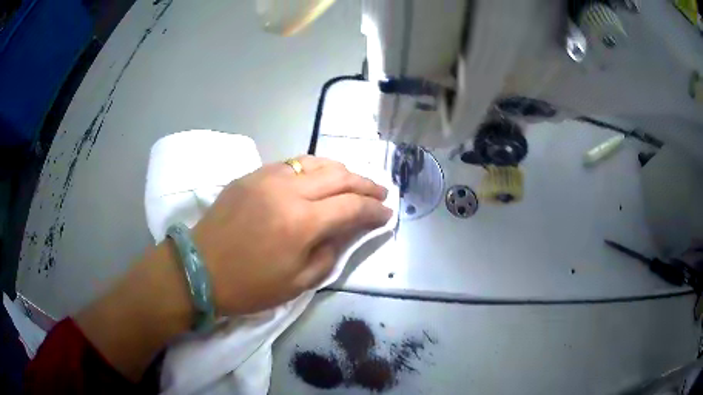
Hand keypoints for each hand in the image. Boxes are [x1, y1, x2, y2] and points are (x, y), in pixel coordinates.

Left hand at [192, 156, 391, 315]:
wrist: (199, 268)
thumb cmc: (248, 286)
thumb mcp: (298, 282)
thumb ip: (329, 253)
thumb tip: (345, 231)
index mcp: (301, 222)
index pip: (351, 207)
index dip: (374, 210)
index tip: (387, 214)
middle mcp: (288, 190)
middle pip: (339, 175)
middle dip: (365, 184)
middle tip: (380, 193)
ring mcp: (267, 177)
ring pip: (316, 162)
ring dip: (341, 171)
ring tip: (354, 182)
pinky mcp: (251, 175)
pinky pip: (291, 164)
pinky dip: (313, 168)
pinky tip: (318, 178)